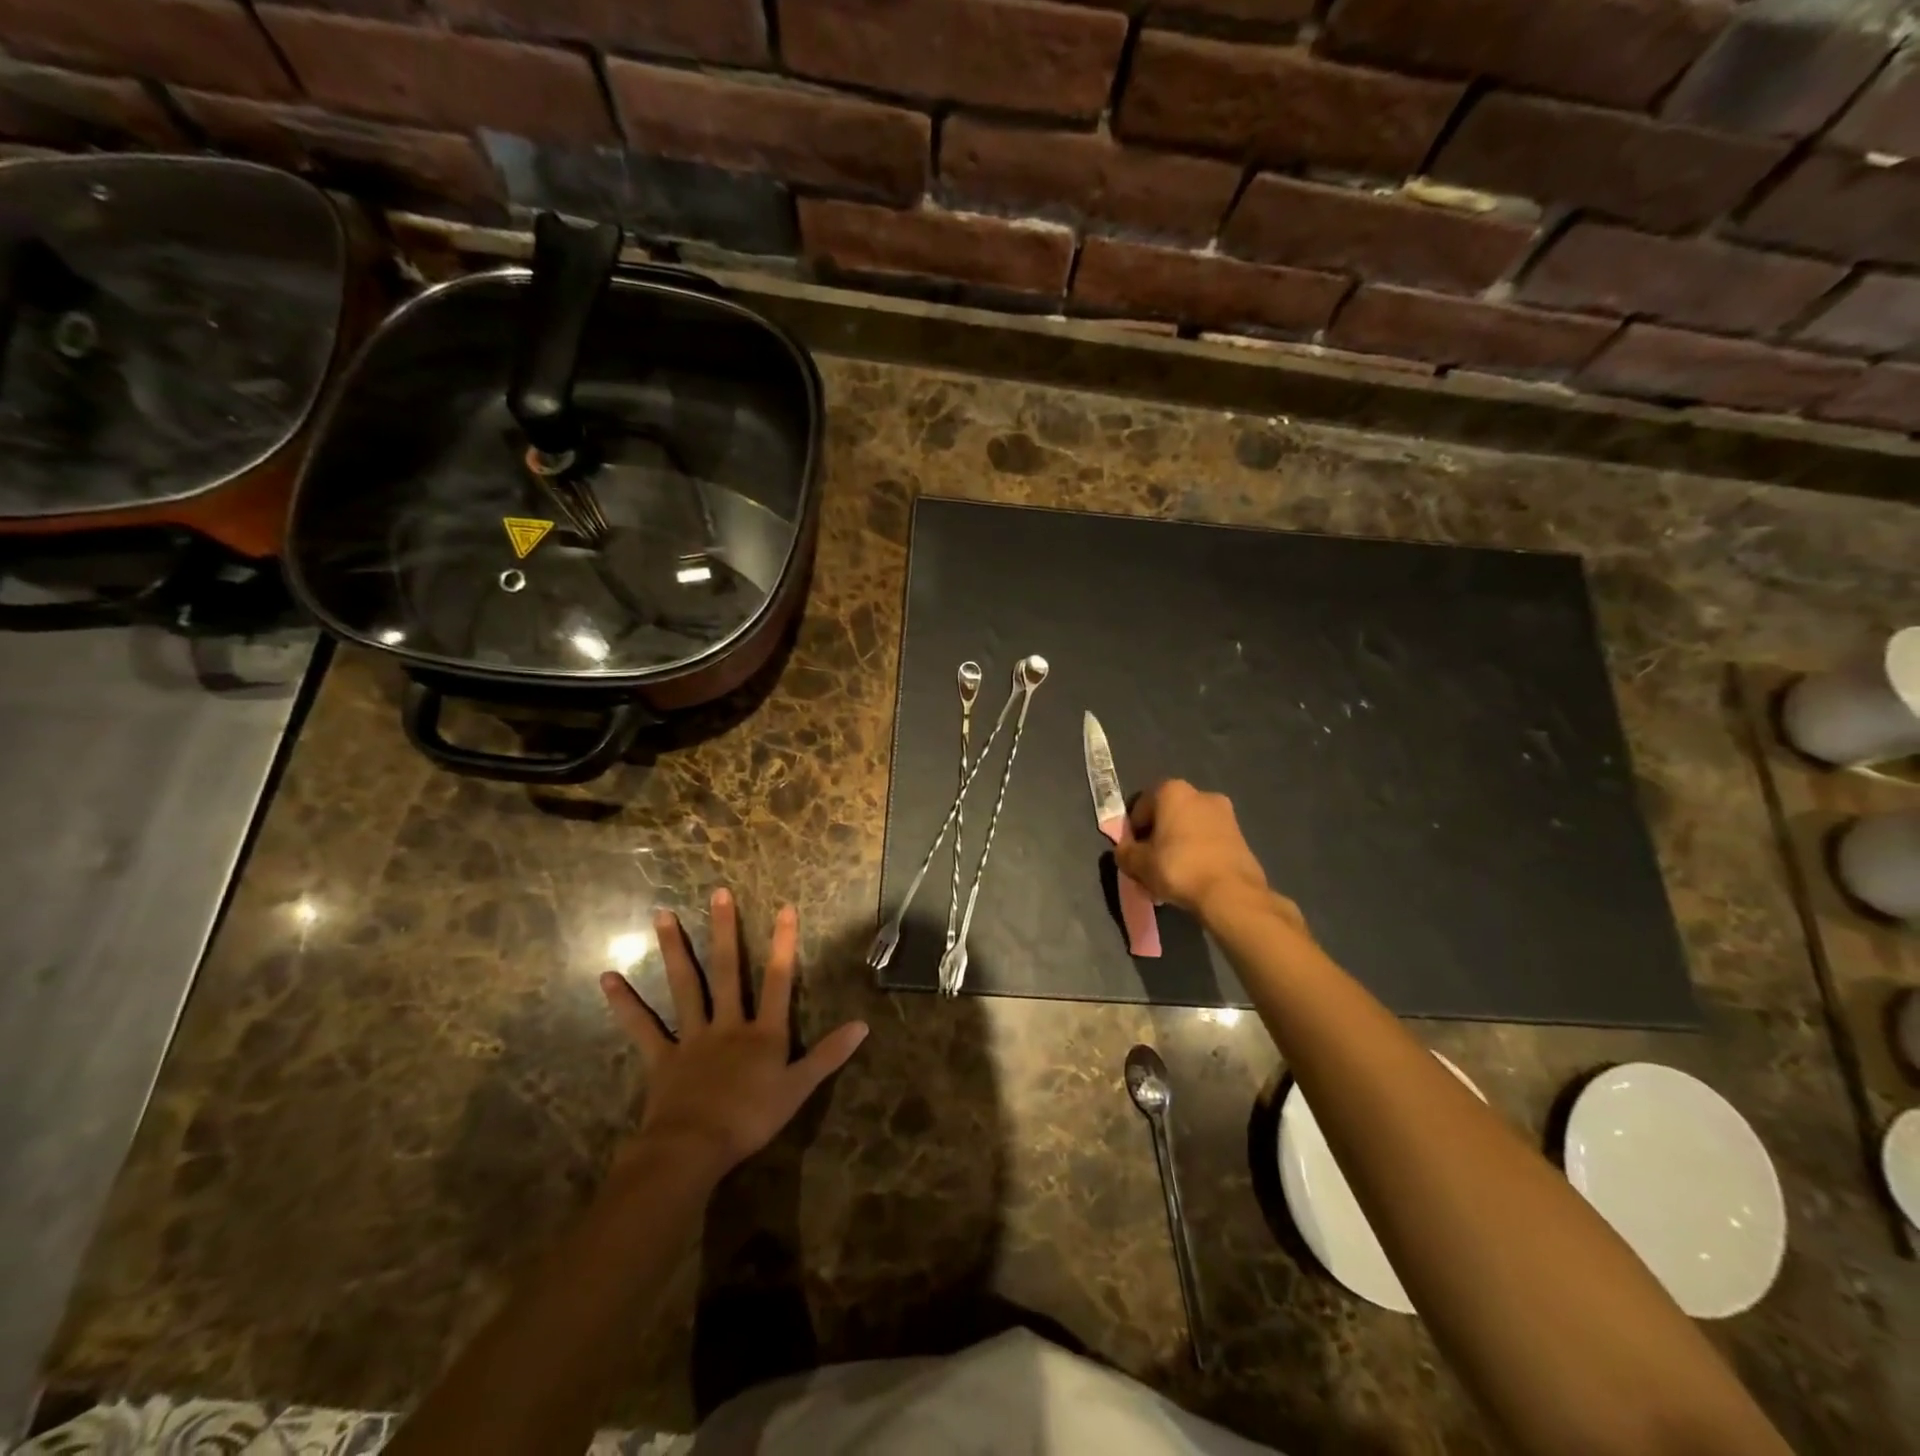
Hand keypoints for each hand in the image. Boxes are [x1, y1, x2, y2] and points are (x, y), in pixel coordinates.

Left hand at [600, 889, 867, 1179]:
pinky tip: (607, 978)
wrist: (694, 1149)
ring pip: (684, 986)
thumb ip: (829, 1055)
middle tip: (717, 893)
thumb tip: (864, 1024)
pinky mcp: (662, 1056)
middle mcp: (727, 1024)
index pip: (778, 980)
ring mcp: (692, 1037)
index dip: (783, 944)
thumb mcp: (799, 1089)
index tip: (785, 908)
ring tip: (661, 915)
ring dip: (673, 950)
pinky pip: (642, 1026)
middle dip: (725, 930)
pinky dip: (625, 1003)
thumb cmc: (750, 1119)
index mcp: (762, 1032)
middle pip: (727, 970)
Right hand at [1116, 779, 1298, 928]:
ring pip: (1188, 831)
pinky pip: (1208, 842)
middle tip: (1150, 868)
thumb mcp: (1138, 864)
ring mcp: (1224, 814)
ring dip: (1176, 849)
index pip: (1139, 807)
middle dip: (1156, 841)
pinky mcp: (1240, 835)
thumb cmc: (1178, 868)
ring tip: (1170, 880)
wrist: (1231, 893)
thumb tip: (1125, 851)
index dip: (1132, 833)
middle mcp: (1200, 794)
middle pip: (1166, 818)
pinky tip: (1192, 880)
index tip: (1132, 855)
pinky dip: (1197, 855)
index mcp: (1172, 791)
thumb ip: (1124, 853)